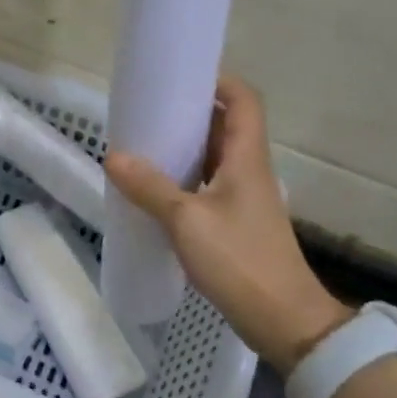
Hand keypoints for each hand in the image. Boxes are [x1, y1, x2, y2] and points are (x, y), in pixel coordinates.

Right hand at [105, 77, 349, 373]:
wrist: (282, 319)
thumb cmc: (239, 260)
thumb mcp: (186, 221)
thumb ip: (149, 187)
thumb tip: (113, 157)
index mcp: (247, 158)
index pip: (243, 101)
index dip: (218, 81)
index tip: (180, 78)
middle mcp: (249, 171)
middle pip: (226, 126)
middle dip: (190, 114)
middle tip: (148, 113)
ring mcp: (244, 199)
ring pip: (214, 158)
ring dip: (184, 148)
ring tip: (144, 146)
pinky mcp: (236, 223)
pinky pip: (207, 186)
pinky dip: (183, 179)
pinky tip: (154, 191)